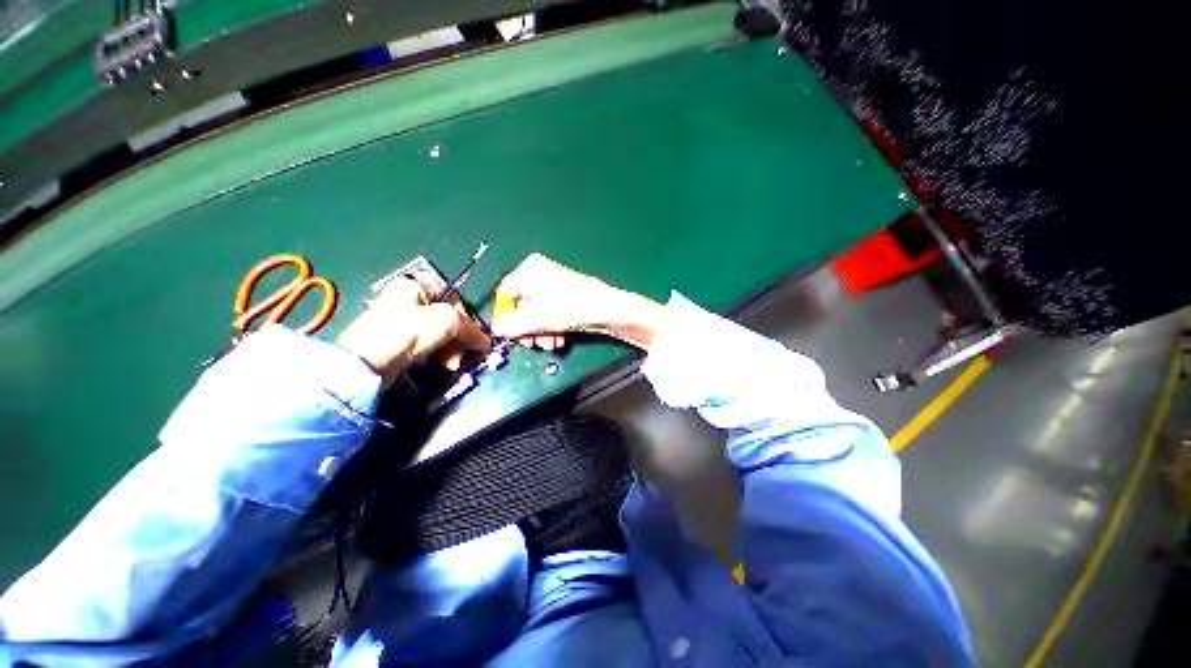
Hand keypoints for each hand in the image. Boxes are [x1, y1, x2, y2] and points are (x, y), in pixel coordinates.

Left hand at [336, 276, 489, 387]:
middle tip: (460, 356)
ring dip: (449, 351)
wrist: (365, 364)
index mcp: (415, 286)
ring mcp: (399, 322)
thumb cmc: (407, 333)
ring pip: (438, 335)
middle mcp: (406, 300)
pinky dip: (435, 355)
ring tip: (449, 364)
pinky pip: (425, 346)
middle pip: (447, 319)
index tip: (474, 338)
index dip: (468, 319)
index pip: (454, 300)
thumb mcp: (447, 322)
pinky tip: (437, 364)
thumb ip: (471, 328)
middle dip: (458, 340)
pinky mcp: (395, 343)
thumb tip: (486, 341)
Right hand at [492, 253, 663, 350]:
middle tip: (531, 344)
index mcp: (529, 269)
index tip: (508, 335)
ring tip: (549, 345)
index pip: (505, 293)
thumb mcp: (535, 319)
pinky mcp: (567, 296)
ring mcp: (555, 284)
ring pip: (537, 312)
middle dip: (527, 328)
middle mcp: (540, 273)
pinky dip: (551, 327)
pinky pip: (551, 312)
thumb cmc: (568, 308)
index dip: (505, 316)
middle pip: (522, 305)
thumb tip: (497, 329)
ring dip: (540, 332)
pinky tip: (558, 340)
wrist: (607, 309)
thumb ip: (511, 326)